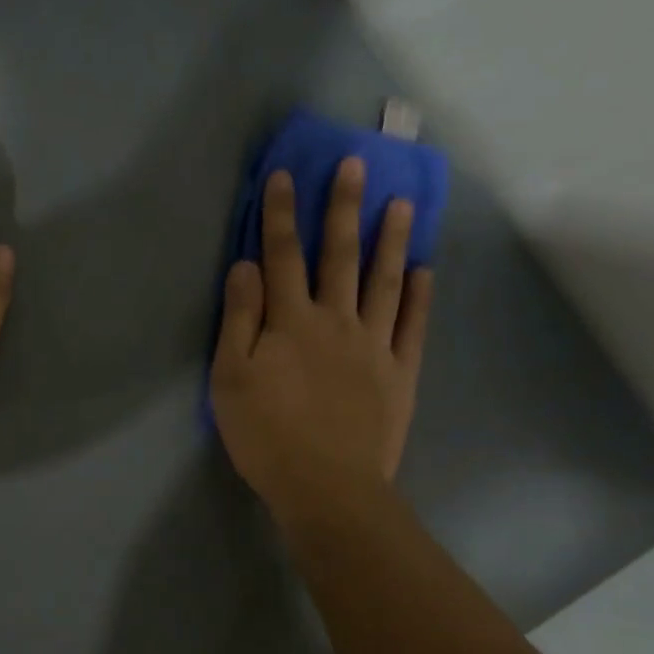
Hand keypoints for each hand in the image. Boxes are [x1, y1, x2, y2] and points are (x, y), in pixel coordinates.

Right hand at [210, 159, 433, 526]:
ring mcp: (374, 345)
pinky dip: (418, 297)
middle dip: (344, 208)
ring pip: (383, 282)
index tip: (285, 175)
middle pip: (340, 255)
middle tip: (356, 165)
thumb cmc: (267, 434)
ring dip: (390, 240)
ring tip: (402, 203)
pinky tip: (423, 271)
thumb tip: (245, 266)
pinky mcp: (400, 374)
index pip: (282, 255)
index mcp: (291, 321)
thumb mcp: (230, 378)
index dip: (281, 214)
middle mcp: (336, 321)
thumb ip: (239, 318)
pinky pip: (412, 327)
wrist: (327, 488)